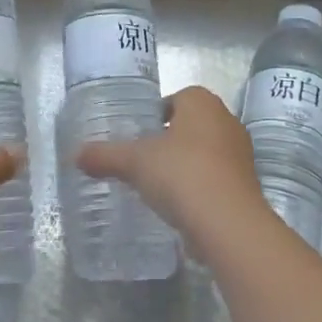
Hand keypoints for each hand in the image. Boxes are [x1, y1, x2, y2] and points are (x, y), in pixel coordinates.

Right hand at [78, 86, 268, 237]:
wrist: (228, 224)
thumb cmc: (181, 174)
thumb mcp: (133, 162)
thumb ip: (105, 156)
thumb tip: (75, 155)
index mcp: (202, 103)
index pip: (178, 98)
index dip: (157, 113)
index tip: (138, 134)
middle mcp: (227, 122)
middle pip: (192, 125)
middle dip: (170, 139)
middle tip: (142, 158)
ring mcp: (240, 155)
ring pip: (205, 152)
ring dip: (185, 164)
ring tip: (157, 184)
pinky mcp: (246, 186)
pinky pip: (215, 179)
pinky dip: (198, 187)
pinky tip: (178, 205)